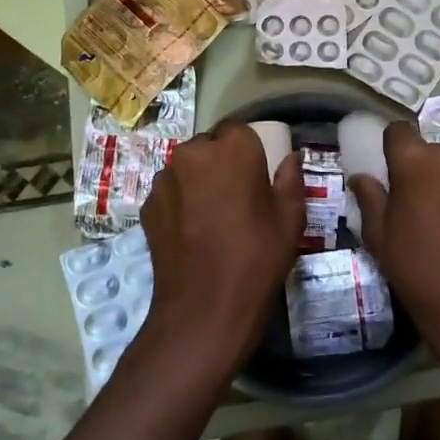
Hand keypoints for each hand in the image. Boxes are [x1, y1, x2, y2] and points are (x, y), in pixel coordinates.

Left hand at [139, 123, 306, 378]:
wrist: (204, 309)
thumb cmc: (257, 258)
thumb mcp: (289, 219)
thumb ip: (291, 180)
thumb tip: (292, 157)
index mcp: (232, 149)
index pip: (240, 131)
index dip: (248, 151)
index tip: (256, 175)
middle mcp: (193, 153)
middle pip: (209, 146)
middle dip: (220, 163)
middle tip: (235, 196)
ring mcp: (165, 179)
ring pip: (186, 168)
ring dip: (198, 181)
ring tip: (211, 217)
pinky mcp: (147, 206)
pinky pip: (170, 192)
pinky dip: (180, 203)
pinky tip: (192, 232)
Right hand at [349, 123, 439, 372]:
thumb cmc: (418, 267)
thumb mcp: (379, 235)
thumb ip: (369, 197)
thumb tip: (361, 177)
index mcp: (417, 160)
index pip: (397, 131)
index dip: (389, 148)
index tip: (386, 172)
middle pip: (427, 149)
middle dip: (417, 167)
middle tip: (409, 200)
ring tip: (435, 215)